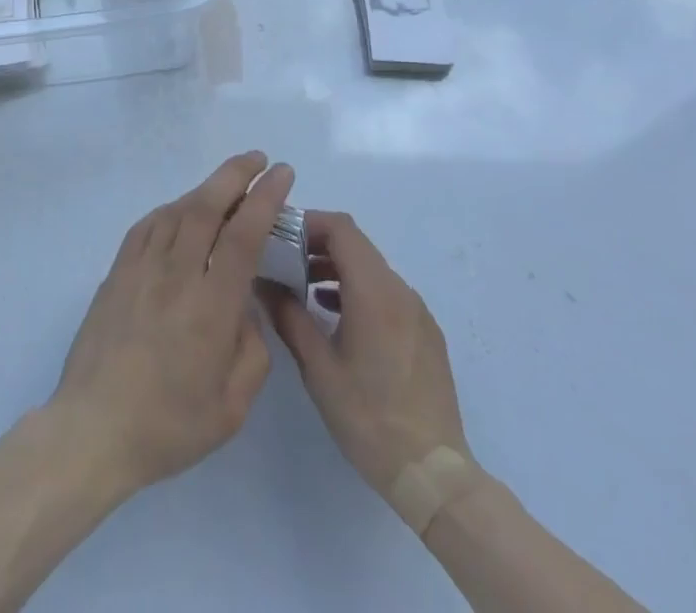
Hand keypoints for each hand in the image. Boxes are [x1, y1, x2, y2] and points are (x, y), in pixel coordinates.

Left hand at [49, 151, 294, 497]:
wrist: (93, 429)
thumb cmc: (168, 426)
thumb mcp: (231, 407)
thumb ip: (252, 351)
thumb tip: (244, 308)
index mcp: (210, 306)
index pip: (243, 234)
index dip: (265, 198)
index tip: (282, 174)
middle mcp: (176, 274)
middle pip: (207, 206)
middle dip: (235, 174)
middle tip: (258, 159)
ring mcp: (141, 269)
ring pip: (176, 209)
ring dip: (205, 188)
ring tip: (226, 184)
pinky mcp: (117, 273)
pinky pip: (147, 225)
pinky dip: (170, 209)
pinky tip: (180, 211)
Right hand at [260, 210, 477, 501]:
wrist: (433, 473)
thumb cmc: (369, 418)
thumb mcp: (318, 368)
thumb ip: (289, 317)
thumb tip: (262, 282)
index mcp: (374, 292)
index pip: (341, 228)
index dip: (308, 223)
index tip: (279, 236)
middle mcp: (400, 290)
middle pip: (357, 244)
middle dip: (318, 244)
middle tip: (285, 261)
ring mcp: (417, 310)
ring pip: (372, 267)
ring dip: (338, 267)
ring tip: (305, 289)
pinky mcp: (425, 331)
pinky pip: (388, 291)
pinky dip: (359, 288)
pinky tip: (337, 316)